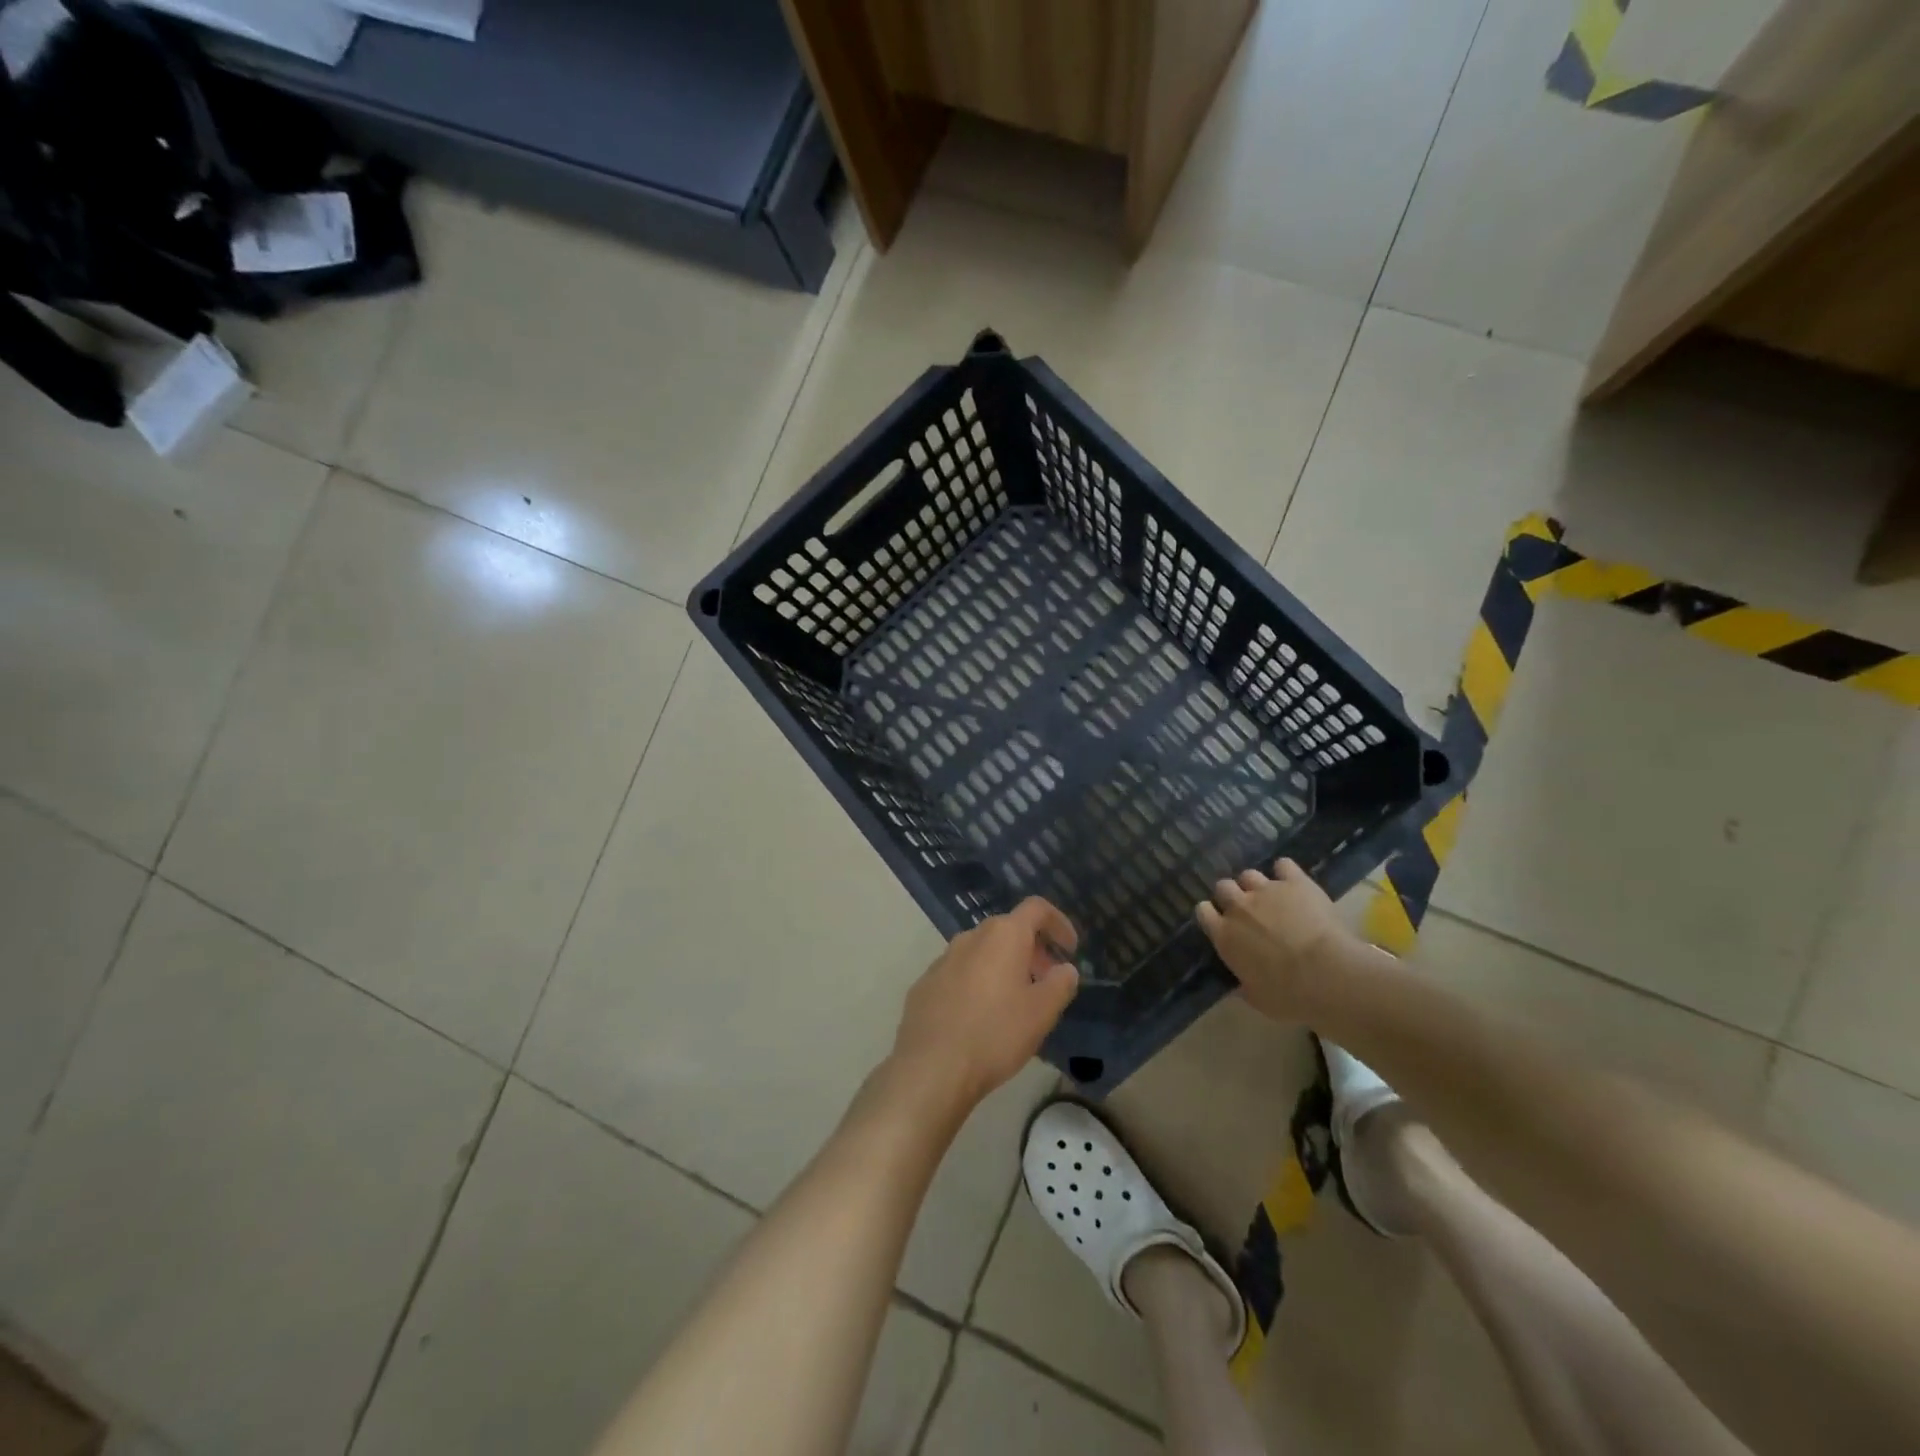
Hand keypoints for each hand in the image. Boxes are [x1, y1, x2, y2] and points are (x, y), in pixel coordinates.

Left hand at [889, 898, 1080, 1112]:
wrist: (932, 1066)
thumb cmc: (996, 1034)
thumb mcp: (1042, 1013)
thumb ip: (1060, 984)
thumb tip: (1066, 969)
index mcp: (1003, 935)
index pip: (1036, 908)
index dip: (1058, 923)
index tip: (1070, 949)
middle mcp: (971, 937)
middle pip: (1008, 929)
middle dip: (1032, 949)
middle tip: (1046, 979)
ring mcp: (943, 959)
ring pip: (982, 951)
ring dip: (1004, 965)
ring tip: (1016, 999)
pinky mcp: (925, 983)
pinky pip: (959, 972)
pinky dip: (977, 982)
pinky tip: (981, 1015)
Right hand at [1196, 858, 1346, 1020]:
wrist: (1326, 975)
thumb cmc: (1288, 995)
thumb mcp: (1257, 998)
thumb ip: (1244, 985)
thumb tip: (1239, 986)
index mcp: (1224, 936)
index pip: (1203, 912)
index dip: (1212, 914)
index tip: (1221, 922)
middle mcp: (1239, 907)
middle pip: (1223, 886)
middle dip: (1232, 895)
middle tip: (1247, 909)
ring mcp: (1266, 891)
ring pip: (1249, 874)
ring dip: (1256, 884)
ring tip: (1271, 896)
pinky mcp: (1295, 882)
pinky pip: (1283, 865)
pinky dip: (1286, 872)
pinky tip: (1293, 882)